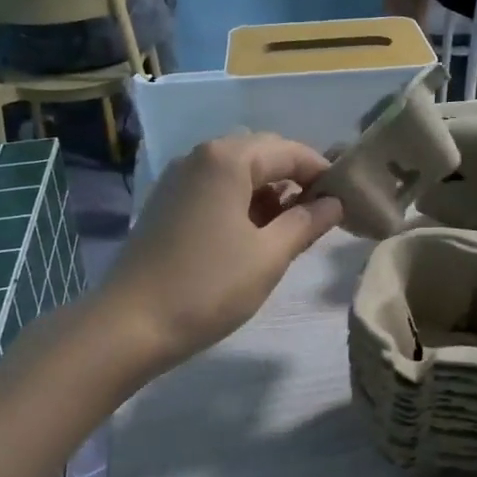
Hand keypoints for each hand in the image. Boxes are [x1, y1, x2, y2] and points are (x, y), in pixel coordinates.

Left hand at [97, 135, 343, 372]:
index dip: (323, 173)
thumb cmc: (208, 287)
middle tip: (321, 218)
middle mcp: (200, 156)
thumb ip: (307, 222)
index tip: (347, 202)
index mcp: (227, 158)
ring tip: (289, 232)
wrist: (129, 325)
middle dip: (295, 181)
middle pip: (262, 155)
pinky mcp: (167, 203)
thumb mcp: (269, 256)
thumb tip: (334, 203)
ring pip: (237, 173)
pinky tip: (252, 236)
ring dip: (268, 194)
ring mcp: (178, 179)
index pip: (290, 151)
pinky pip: (215, 189)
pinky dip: (241, 204)